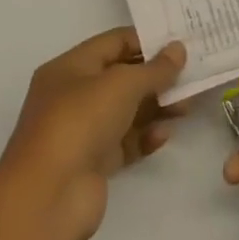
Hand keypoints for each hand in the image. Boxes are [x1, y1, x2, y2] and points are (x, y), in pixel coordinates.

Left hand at [0, 28, 186, 239]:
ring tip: (187, 106)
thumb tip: (178, 49)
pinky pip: (125, 142)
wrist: (47, 198)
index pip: (114, 43)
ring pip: (126, 111)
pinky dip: (145, 137)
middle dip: (156, 76)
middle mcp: (74, 95)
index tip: (181, 43)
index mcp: (70, 68)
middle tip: (191, 76)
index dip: (147, 40)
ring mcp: (83, 131)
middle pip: (122, 77)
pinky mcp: (93, 163)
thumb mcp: (122, 84)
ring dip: (156, 107)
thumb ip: (155, 68)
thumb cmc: (80, 122)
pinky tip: (164, 135)